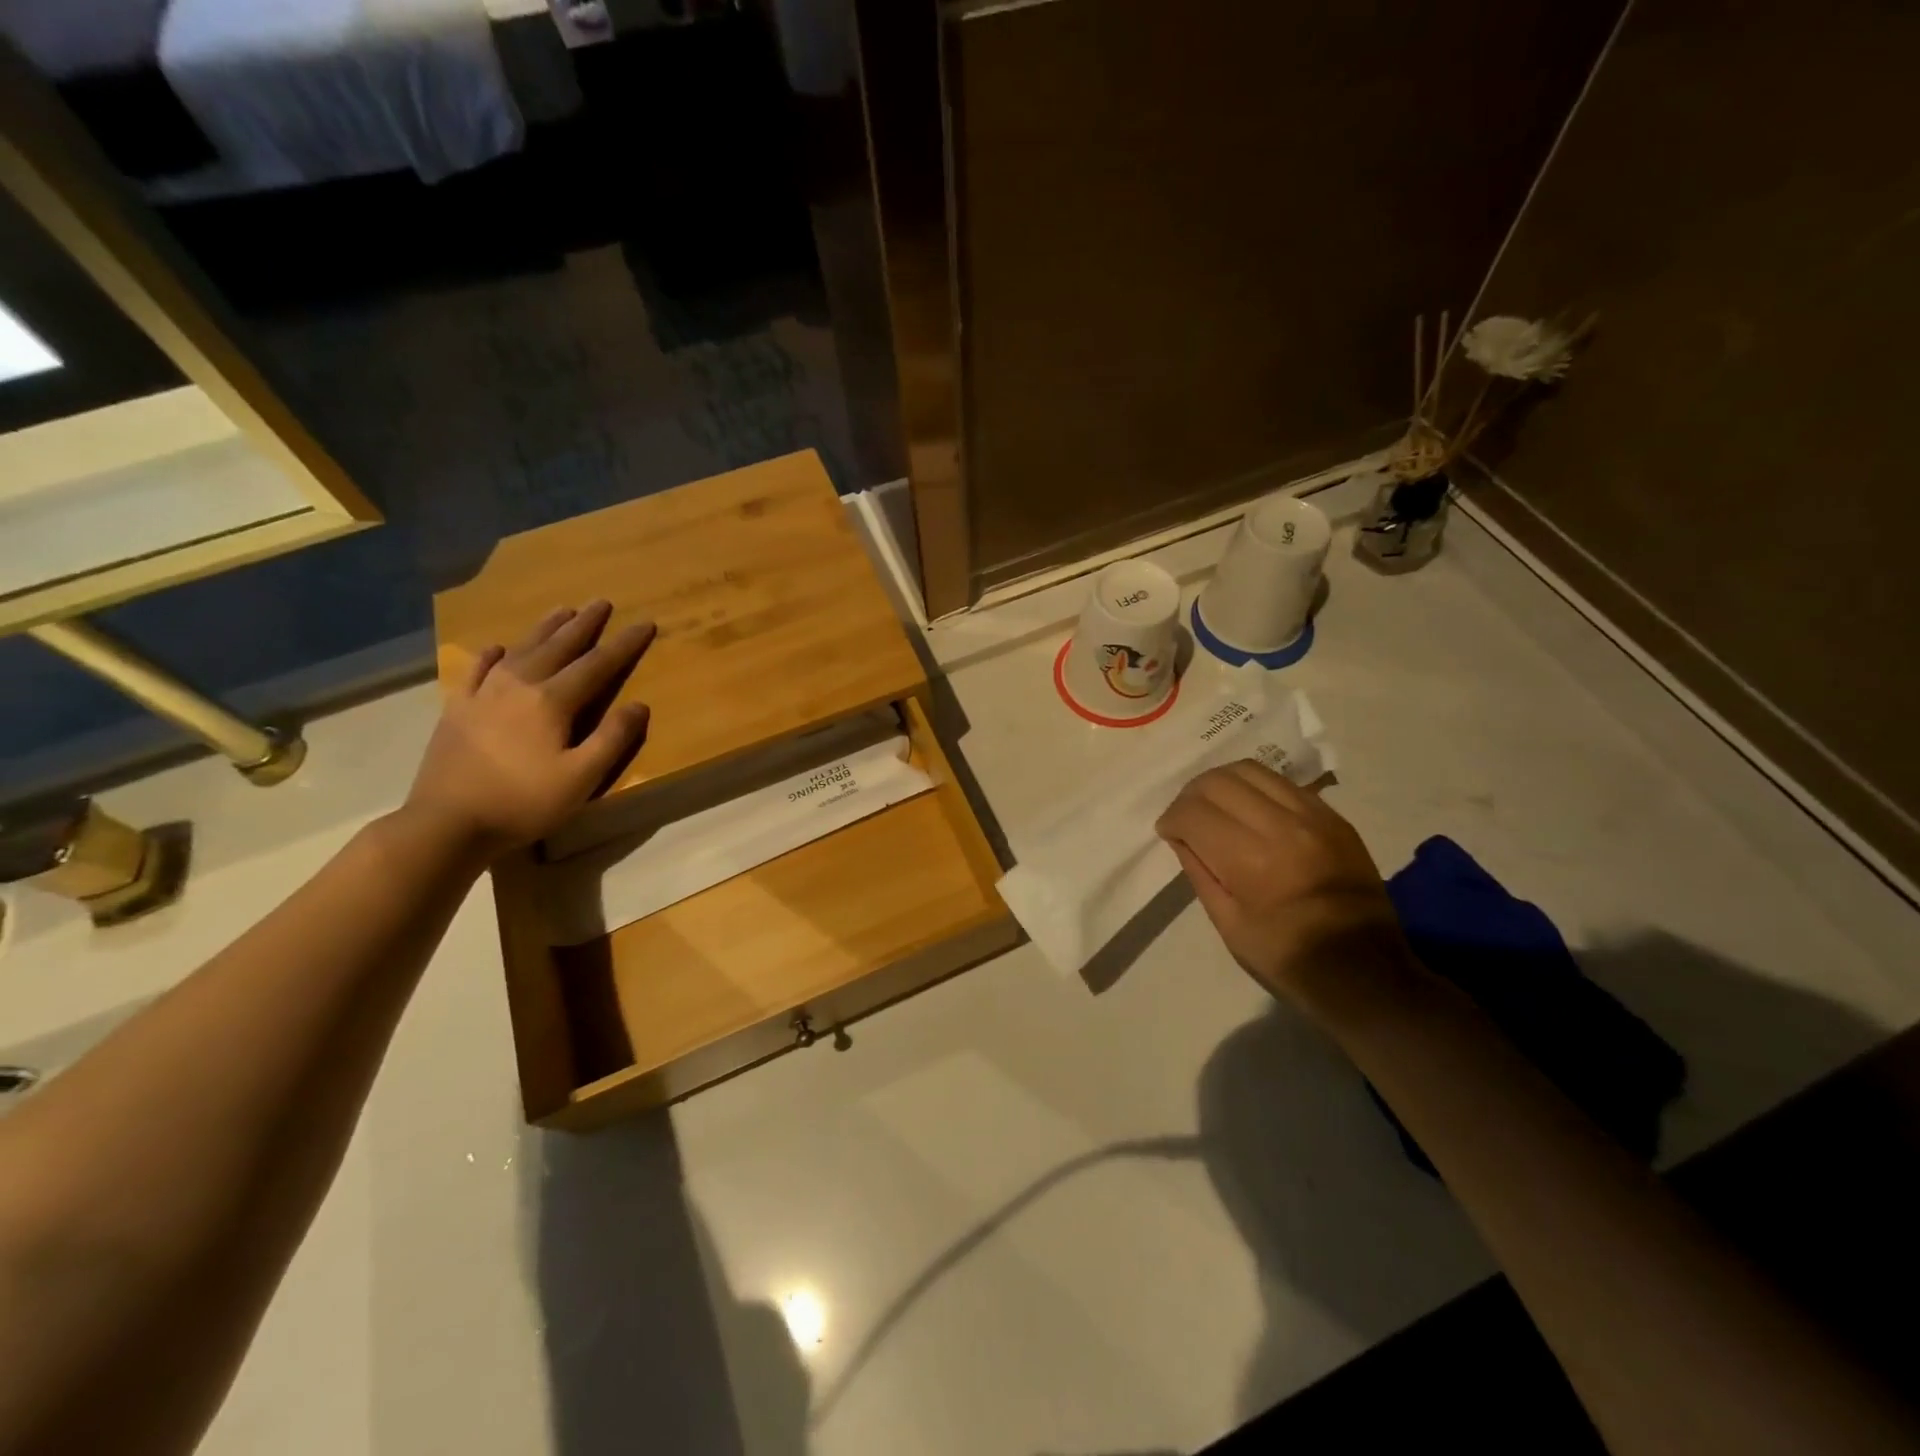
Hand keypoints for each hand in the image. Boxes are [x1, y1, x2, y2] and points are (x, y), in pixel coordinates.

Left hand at [406, 601, 655, 853]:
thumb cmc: (523, 802)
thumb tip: (639, 704)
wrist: (446, 823)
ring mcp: (483, 694)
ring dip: (545, 629)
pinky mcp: (457, 709)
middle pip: (558, 647)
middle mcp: (518, 685)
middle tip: (601, 602)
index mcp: (552, 701)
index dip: (624, 644)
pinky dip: (491, 655)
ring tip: (562, 610)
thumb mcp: (582, 778)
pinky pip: (476, 670)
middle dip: (584, 624)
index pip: (598, 664)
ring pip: (521, 650)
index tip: (644, 623)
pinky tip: (497, 648)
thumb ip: (613, 738)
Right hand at [1156, 760, 1410, 1010]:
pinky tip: (1249, 811)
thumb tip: (1181, 837)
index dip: (1171, 819)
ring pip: (1250, 771)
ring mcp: (1314, 816)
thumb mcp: (1229, 925)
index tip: (1168, 834)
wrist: (1367, 972)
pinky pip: (1282, 783)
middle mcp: (1282, 826)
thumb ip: (1200, 872)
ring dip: (1221, 784)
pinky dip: (1255, 789)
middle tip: (1187, 819)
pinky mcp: (1334, 817)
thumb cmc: (1289, 959)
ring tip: (1215, 808)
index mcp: (1251, 861)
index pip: (1193, 812)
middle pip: (1218, 781)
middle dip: (1190, 796)